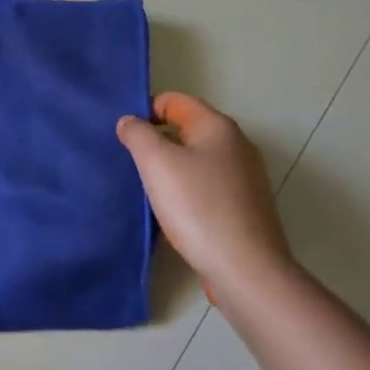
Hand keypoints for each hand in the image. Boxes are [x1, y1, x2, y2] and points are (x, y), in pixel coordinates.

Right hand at [116, 92, 295, 302]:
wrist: (245, 269)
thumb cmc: (198, 207)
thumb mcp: (156, 162)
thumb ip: (137, 134)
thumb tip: (130, 122)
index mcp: (218, 127)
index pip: (174, 101)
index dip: (145, 111)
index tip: (124, 137)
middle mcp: (236, 145)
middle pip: (186, 130)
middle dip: (156, 142)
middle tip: (130, 164)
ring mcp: (244, 178)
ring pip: (195, 161)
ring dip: (169, 170)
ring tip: (146, 190)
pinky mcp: (244, 207)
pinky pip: (206, 187)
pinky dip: (185, 193)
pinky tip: (171, 213)